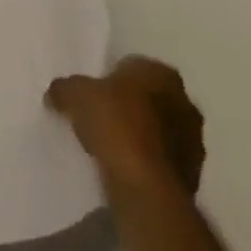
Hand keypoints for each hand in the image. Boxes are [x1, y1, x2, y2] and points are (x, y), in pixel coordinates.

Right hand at [46, 56, 204, 198]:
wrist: (144, 185)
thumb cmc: (114, 124)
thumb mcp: (73, 94)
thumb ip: (64, 88)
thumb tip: (57, 94)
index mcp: (161, 74)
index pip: (133, 65)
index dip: (110, 76)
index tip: (92, 91)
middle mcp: (185, 102)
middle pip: (148, 98)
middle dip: (128, 105)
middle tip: (98, 116)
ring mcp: (194, 140)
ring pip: (158, 129)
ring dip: (139, 135)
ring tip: (108, 145)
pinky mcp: (193, 173)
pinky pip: (161, 158)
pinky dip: (145, 160)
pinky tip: (122, 167)